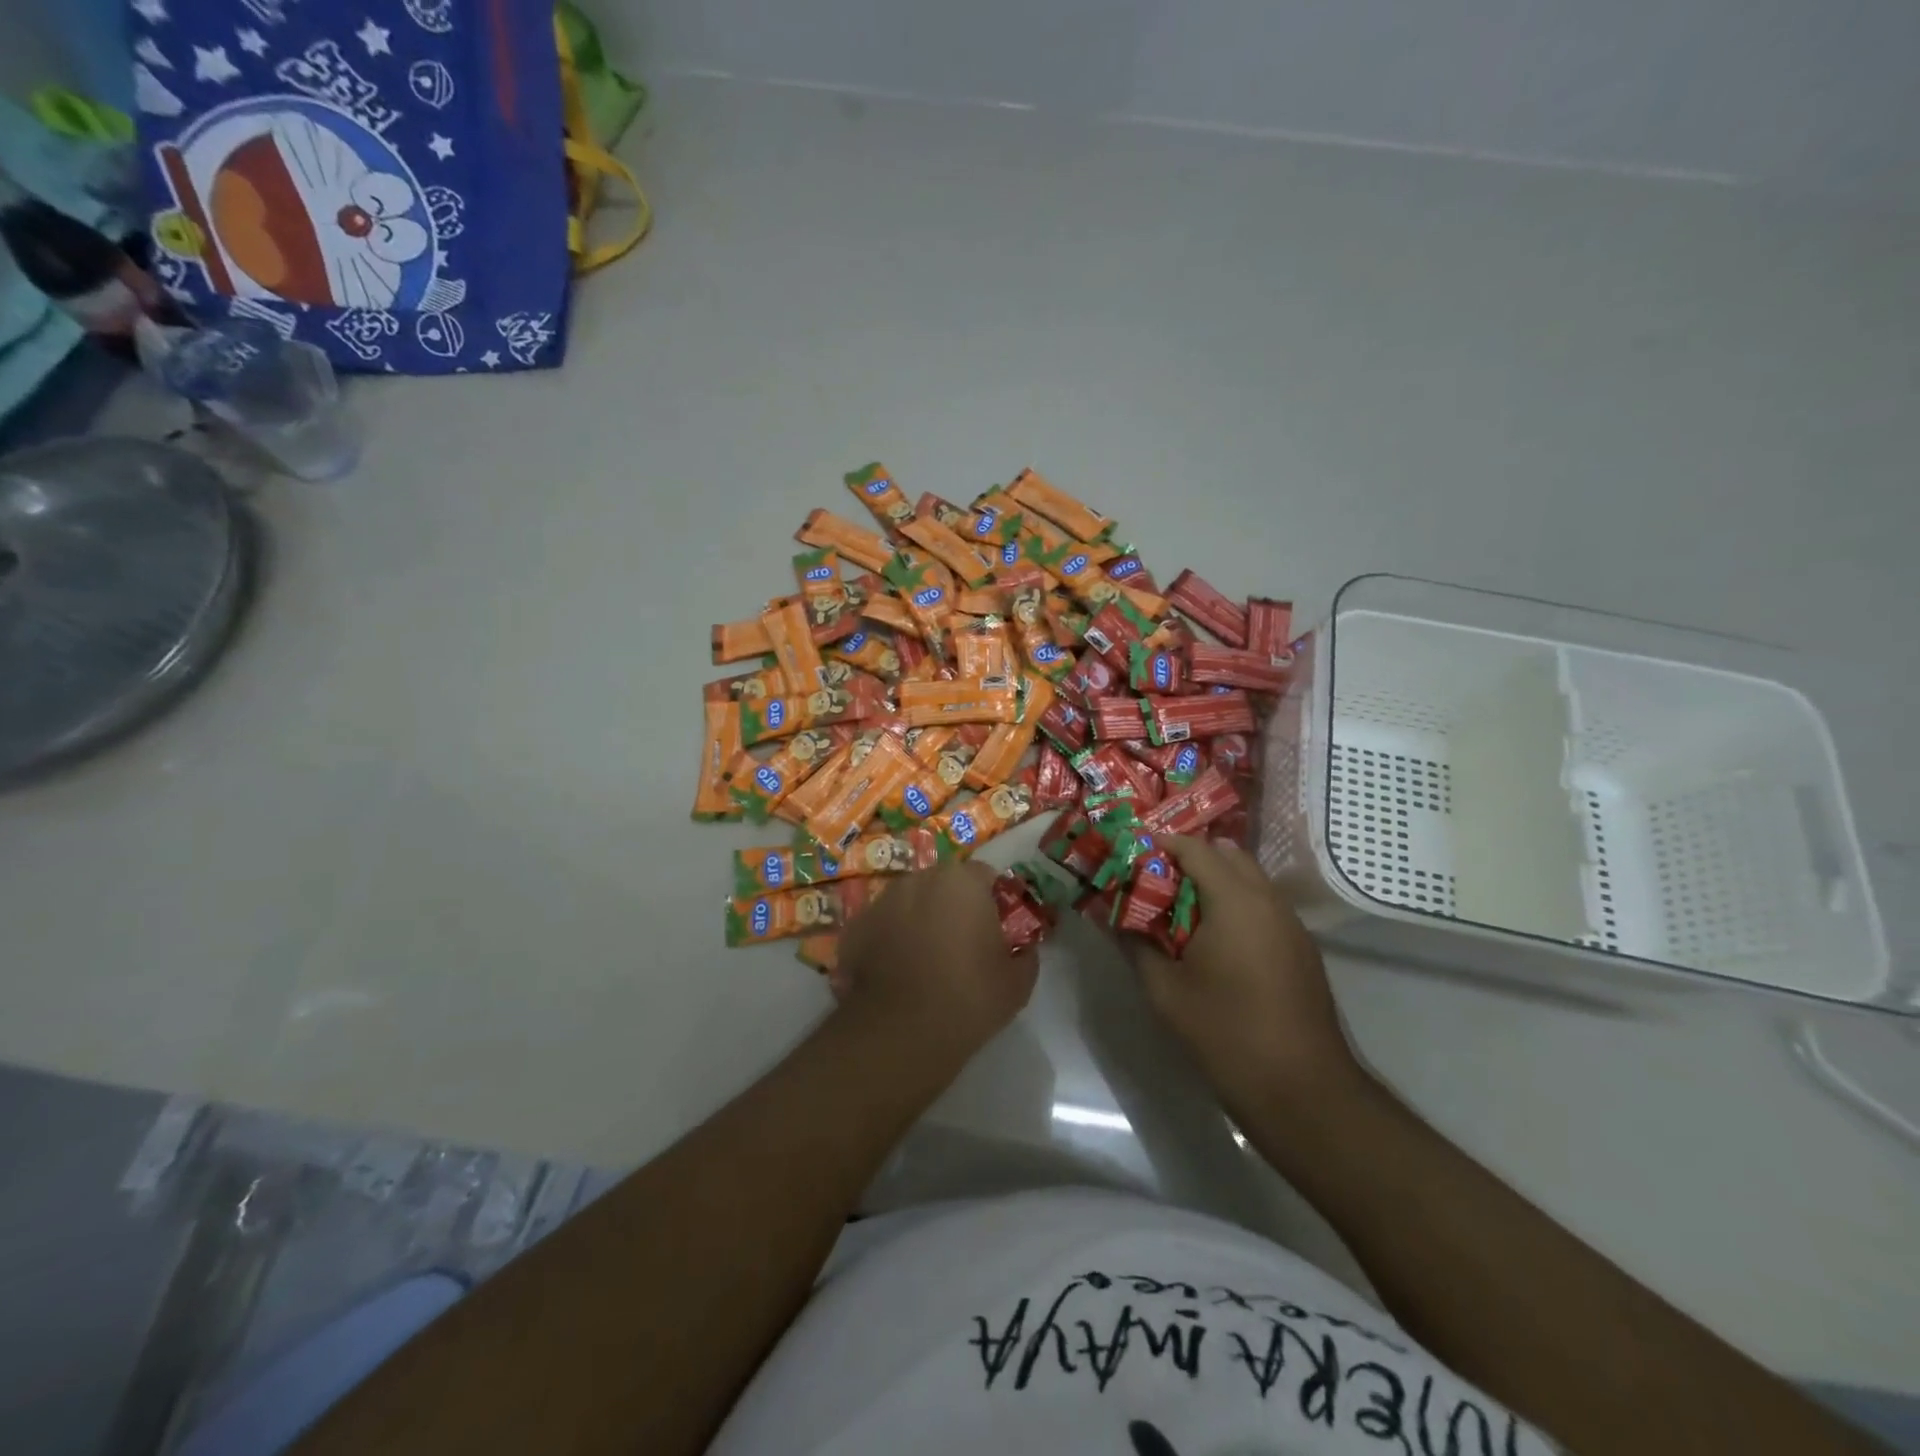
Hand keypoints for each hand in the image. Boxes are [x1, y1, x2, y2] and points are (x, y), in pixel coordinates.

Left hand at [834, 861, 1038, 1065]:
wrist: (901, 1031)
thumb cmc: (968, 997)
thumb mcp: (1018, 982)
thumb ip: (1026, 954)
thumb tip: (1024, 948)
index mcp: (962, 881)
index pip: (986, 875)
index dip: (993, 900)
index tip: (996, 929)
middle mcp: (920, 879)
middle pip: (944, 883)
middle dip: (954, 905)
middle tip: (962, 943)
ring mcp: (882, 900)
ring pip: (910, 901)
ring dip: (920, 918)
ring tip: (925, 958)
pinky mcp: (855, 926)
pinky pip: (883, 924)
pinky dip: (890, 938)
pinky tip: (896, 970)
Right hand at [1131, 836, 1363, 1119]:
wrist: (1302, 1091)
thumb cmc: (1225, 1033)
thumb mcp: (1165, 990)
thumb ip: (1136, 945)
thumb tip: (1115, 919)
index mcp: (1235, 901)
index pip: (1196, 849)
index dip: (1162, 845)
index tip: (1132, 854)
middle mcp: (1268, 901)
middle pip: (1228, 857)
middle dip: (1190, 860)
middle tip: (1155, 881)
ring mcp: (1291, 925)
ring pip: (1250, 881)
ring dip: (1216, 883)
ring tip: (1179, 910)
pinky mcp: (1302, 949)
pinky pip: (1264, 906)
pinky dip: (1236, 905)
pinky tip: (1214, 940)